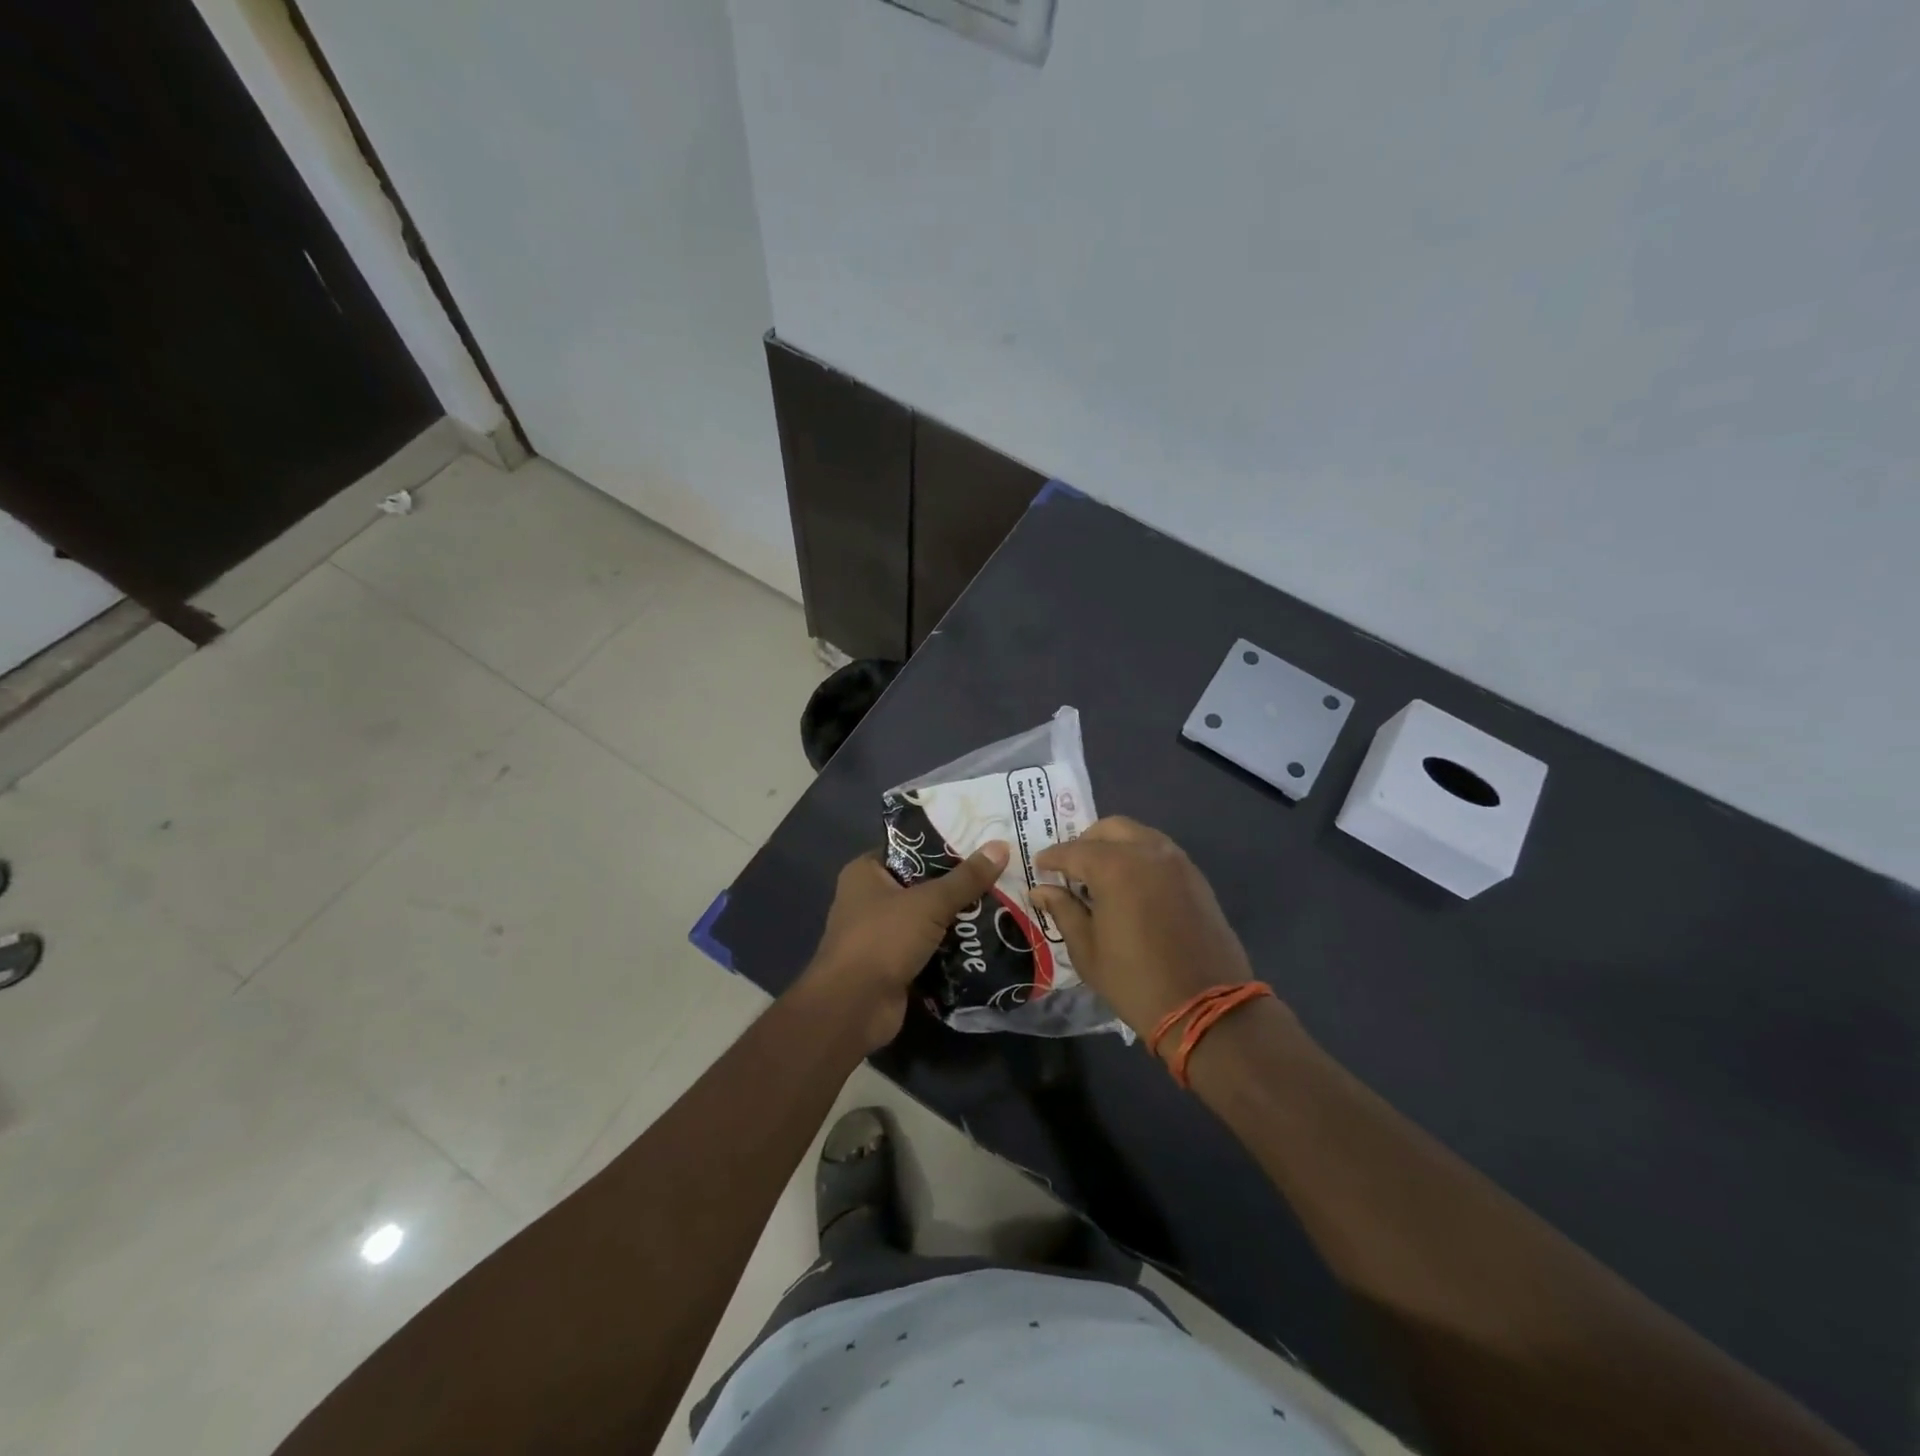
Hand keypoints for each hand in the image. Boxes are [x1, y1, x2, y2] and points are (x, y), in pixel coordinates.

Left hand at [800, 841, 1009, 1051]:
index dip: (943, 844)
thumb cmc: (883, 939)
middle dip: (958, 884)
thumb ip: (966, 878)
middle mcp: (869, 899)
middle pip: (922, 884)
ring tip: (1002, 904)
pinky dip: (951, 948)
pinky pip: (929, 948)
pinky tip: (987, 940)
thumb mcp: (929, 903)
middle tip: (999, 873)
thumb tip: (1001, 846)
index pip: (909, 848)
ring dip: (958, 918)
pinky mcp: (893, 965)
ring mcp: (881, 935)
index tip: (980, 841)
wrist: (854, 1008)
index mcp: (866, 873)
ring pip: (928, 919)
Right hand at [1030, 817, 1258, 1048]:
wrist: (1206, 1008)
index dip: (1052, 858)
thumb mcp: (1087, 950)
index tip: (1039, 866)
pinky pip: (1160, 852)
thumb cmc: (1135, 982)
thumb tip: (1041, 890)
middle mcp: (1148, 853)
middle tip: (1071, 869)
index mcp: (1115, 868)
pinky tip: (1131, 887)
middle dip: (1085, 842)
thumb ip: (1063, 910)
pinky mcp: (1196, 877)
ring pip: (1139, 835)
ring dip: (1115, 846)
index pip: (1073, 851)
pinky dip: (1140, 857)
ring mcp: (1177, 862)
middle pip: (1109, 829)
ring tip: (1101, 877)